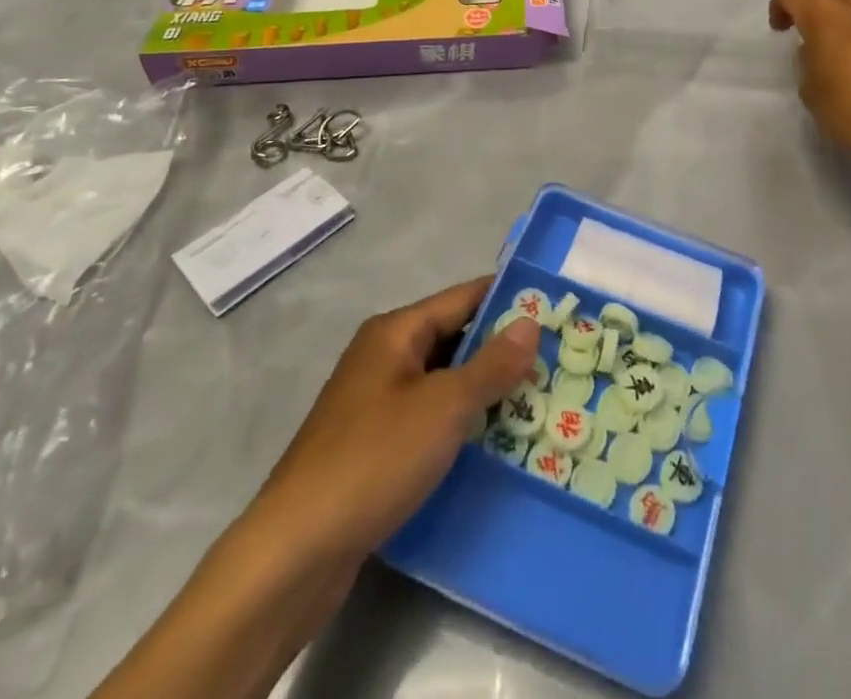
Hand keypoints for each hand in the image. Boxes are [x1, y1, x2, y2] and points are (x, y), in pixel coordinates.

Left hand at [254, 277, 538, 566]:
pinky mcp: (372, 445)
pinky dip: (459, 422)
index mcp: (395, 332)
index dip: (507, 300)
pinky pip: (427, 417)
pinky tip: (492, 443)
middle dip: (500, 350)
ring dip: (483, 390)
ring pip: (441, 381)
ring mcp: (374, 402)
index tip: (555, 308)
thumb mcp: (444, 406)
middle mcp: (383, 357)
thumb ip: (491, 363)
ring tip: (537, 401)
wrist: (295, 552)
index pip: (463, 298)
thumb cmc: (374, 459)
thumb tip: (530, 321)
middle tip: (555, 361)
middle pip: (452, 338)